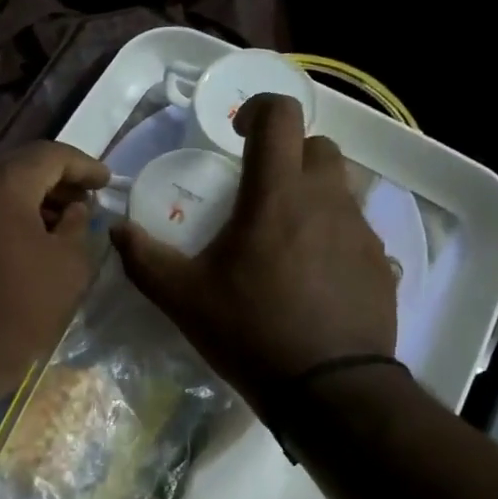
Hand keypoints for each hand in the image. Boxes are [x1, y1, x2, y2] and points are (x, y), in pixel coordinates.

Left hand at [0, 140, 109, 421]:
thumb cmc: (21, 311)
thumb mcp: (68, 266)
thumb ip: (78, 225)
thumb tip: (74, 209)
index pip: (48, 155)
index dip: (83, 165)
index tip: (106, 181)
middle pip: (18, 165)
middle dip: (56, 178)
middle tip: (86, 197)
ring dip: (31, 196)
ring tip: (63, 219)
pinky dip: (7, 213)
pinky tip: (30, 236)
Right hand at [110, 94, 399, 411]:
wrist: (327, 388)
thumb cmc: (250, 332)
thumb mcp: (183, 298)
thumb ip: (144, 259)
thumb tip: (116, 230)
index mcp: (276, 195)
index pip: (279, 116)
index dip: (258, 110)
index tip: (238, 134)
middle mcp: (326, 199)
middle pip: (318, 147)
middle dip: (289, 155)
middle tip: (262, 192)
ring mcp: (361, 231)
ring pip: (342, 189)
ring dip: (314, 196)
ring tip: (287, 239)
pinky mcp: (382, 264)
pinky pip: (358, 232)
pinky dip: (335, 237)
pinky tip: (315, 277)